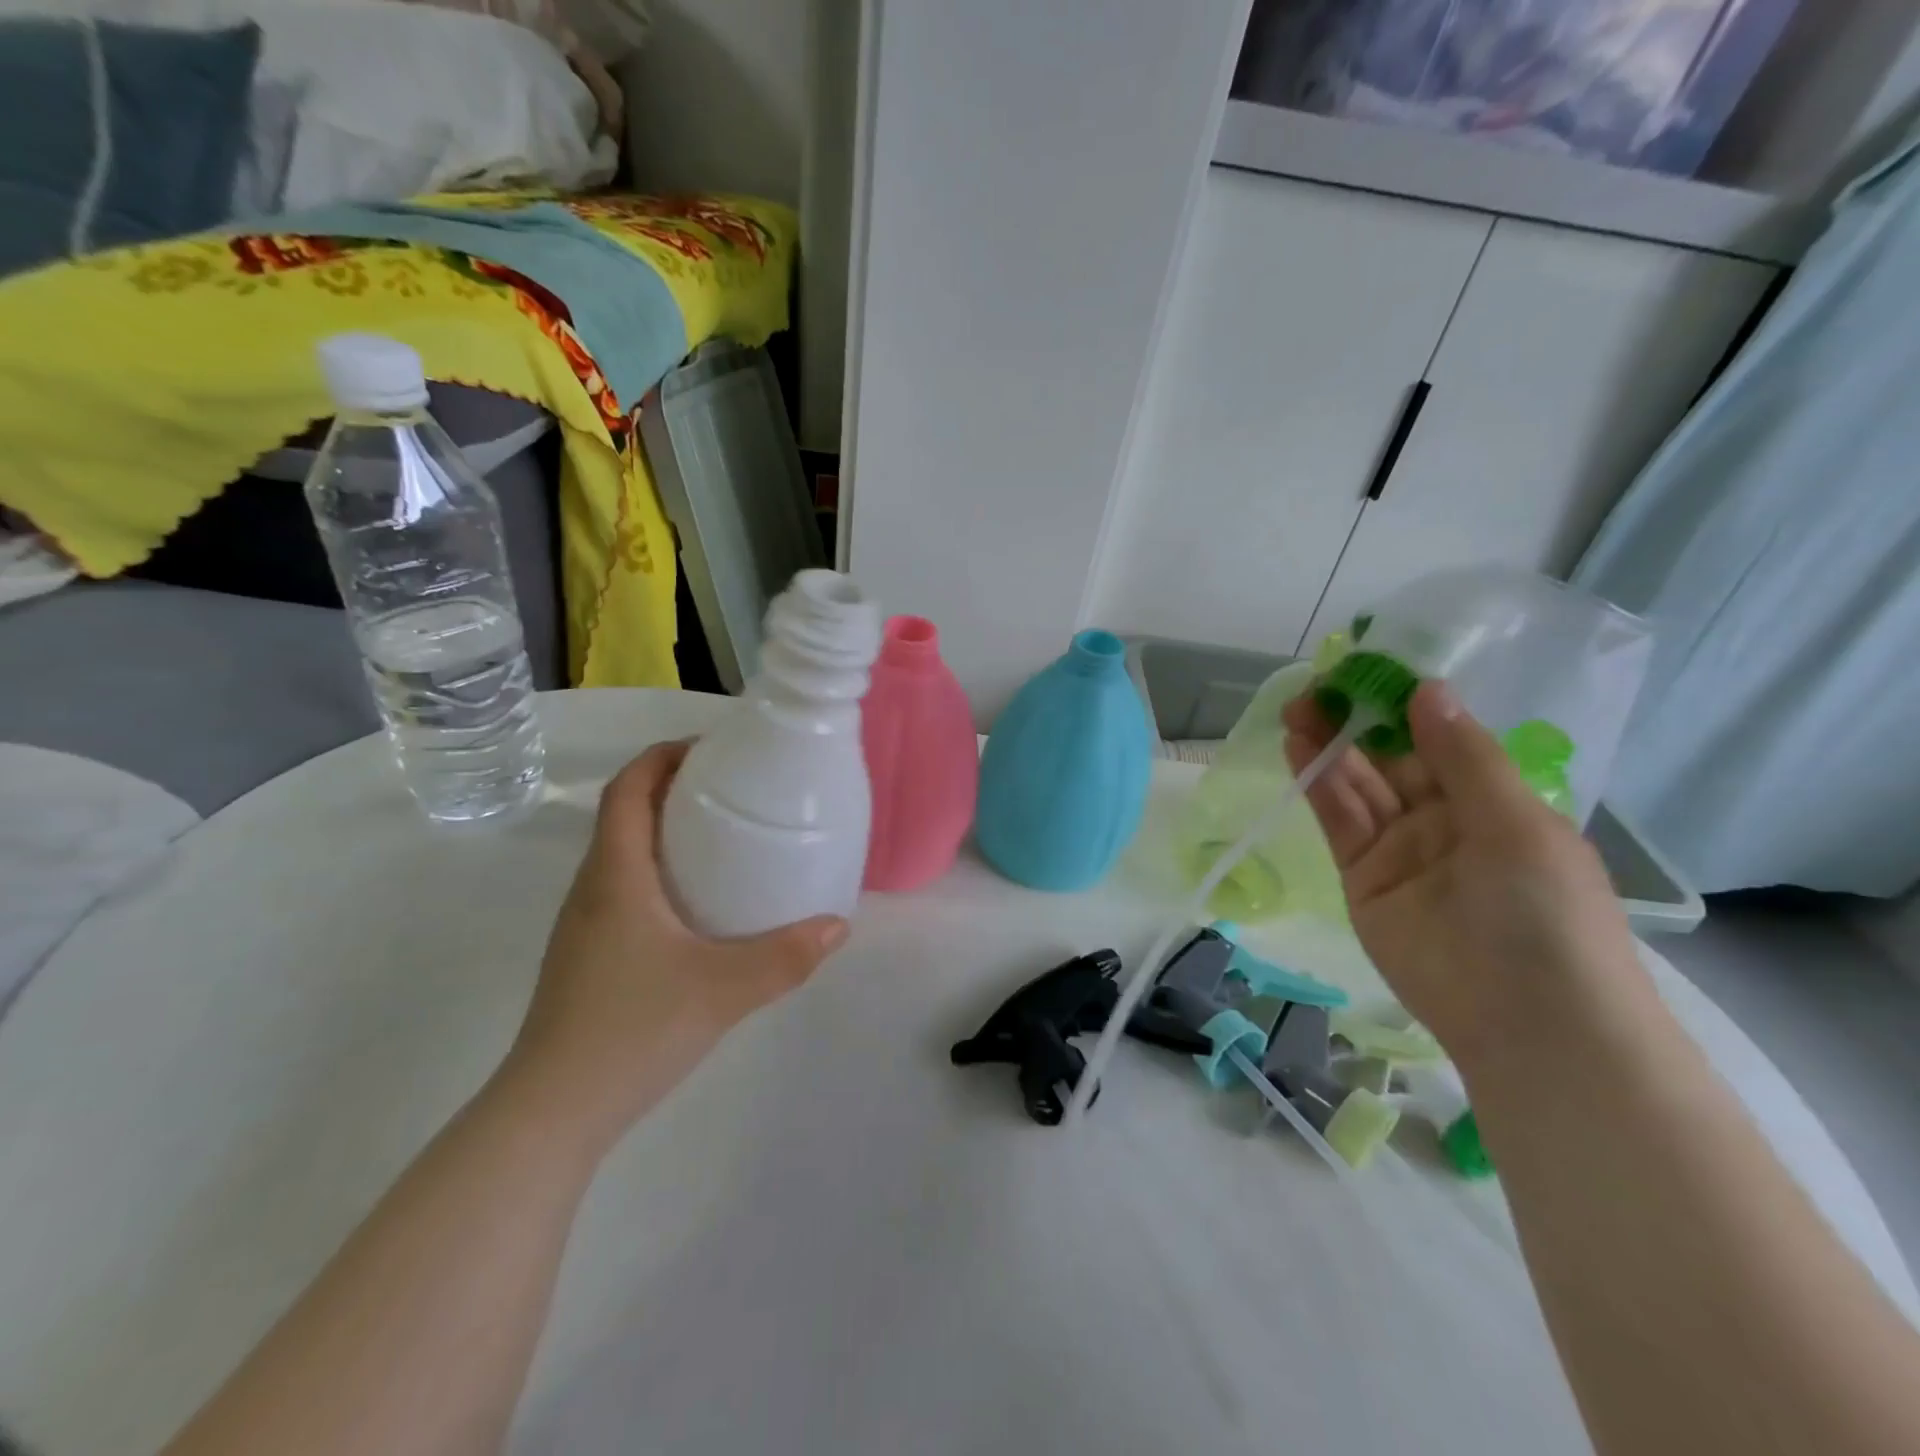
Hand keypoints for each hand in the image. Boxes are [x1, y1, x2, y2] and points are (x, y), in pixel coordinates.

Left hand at [496, 741, 848, 1156]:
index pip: (627, 790)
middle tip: (733, 788)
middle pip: (625, 814)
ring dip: (666, 830)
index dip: (662, 757)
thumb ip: (785, 956)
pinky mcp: (589, 955)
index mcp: (616, 876)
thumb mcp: (722, 990)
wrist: (553, 1112)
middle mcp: (593, 889)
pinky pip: (626, 888)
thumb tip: (839, 925)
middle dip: (673, 787)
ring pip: (624, 853)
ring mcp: (586, 925)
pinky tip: (701, 905)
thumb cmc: (631, 1031)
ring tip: (724, 837)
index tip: (711, 748)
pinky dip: (661, 871)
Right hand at [1282, 680, 1643, 1068]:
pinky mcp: (1362, 876)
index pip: (1441, 738)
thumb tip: (1428, 688)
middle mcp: (1444, 818)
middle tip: (1318, 687)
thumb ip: (1463, 757)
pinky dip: (1318, 784)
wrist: (1527, 1021)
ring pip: (1358, 785)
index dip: (1404, 703)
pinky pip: (1339, 821)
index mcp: (1495, 800)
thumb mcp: (1514, 823)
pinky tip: (1299, 749)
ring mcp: (1400, 848)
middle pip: (1391, 757)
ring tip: (1297, 709)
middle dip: (1356, 721)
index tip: (1368, 670)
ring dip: (1329, 746)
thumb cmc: (1545, 913)